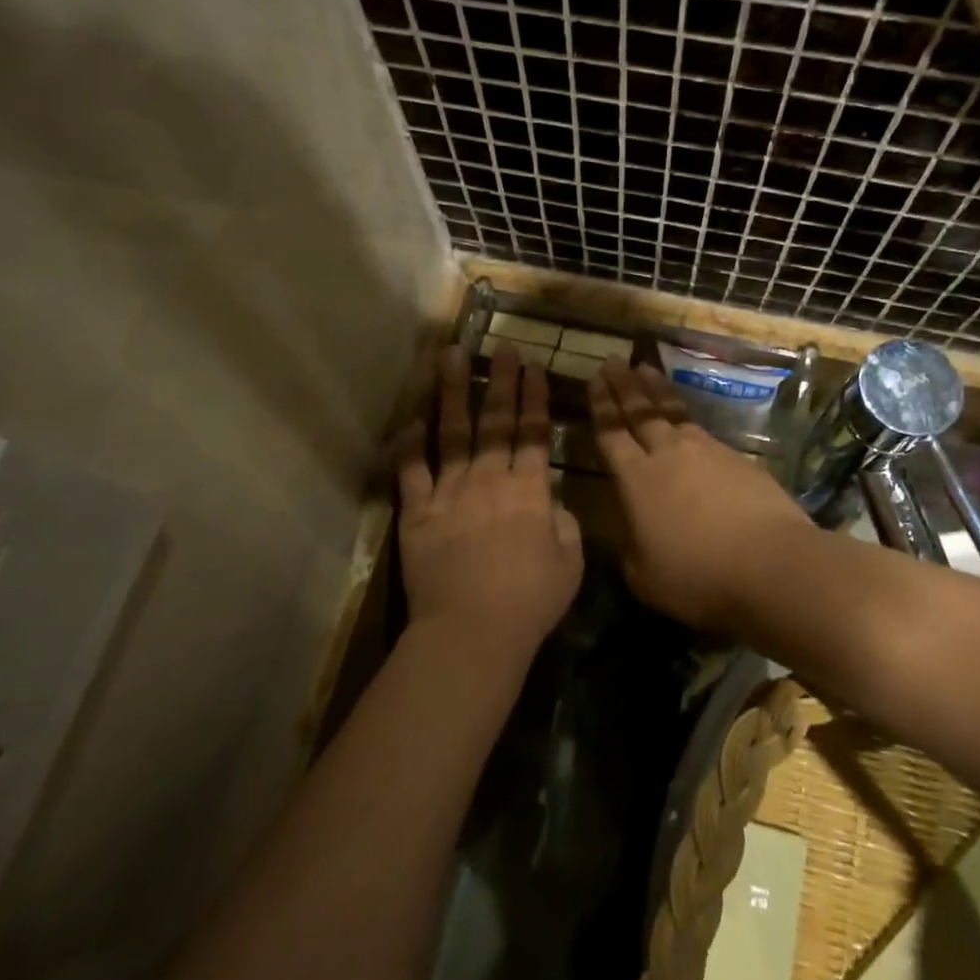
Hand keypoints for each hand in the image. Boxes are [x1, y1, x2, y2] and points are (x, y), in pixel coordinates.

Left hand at [396, 345, 583, 669]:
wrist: (471, 631)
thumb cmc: (529, 602)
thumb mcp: (569, 564)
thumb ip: (566, 526)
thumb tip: (555, 505)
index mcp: (529, 491)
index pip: (533, 433)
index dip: (535, 398)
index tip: (534, 367)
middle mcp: (489, 480)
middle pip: (495, 422)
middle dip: (501, 381)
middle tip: (502, 348)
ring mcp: (449, 493)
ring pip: (451, 433)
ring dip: (452, 392)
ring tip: (450, 356)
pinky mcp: (417, 513)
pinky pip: (411, 472)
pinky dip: (409, 446)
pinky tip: (410, 421)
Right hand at [587, 361, 814, 631]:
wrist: (771, 564)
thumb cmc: (699, 576)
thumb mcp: (644, 576)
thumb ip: (629, 548)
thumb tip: (627, 531)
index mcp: (637, 480)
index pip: (611, 433)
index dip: (601, 406)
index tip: (594, 380)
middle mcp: (668, 454)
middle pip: (640, 411)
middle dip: (624, 385)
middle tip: (613, 361)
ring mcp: (706, 451)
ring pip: (673, 411)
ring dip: (656, 389)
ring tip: (645, 369)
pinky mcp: (737, 458)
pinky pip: (701, 428)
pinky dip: (687, 415)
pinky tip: (685, 417)